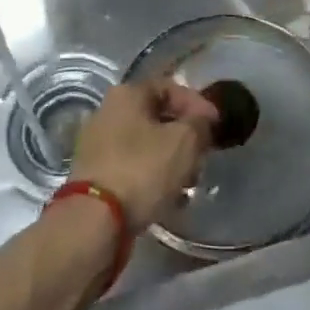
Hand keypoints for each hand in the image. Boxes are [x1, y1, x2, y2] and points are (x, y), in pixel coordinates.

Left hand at [69, 78, 217, 229]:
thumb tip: (202, 120)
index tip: (215, 126)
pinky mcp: (94, 174)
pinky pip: (131, 166)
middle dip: (184, 135)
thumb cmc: (142, 170)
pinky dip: (151, 175)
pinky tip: (168, 196)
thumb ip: (200, 124)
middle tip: (202, 155)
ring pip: (145, 143)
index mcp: (127, 94)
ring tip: (189, 181)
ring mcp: (97, 144)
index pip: (170, 87)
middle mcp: (107, 112)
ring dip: (170, 158)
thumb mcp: (184, 141)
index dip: (197, 104)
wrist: (93, 221)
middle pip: (157, 117)